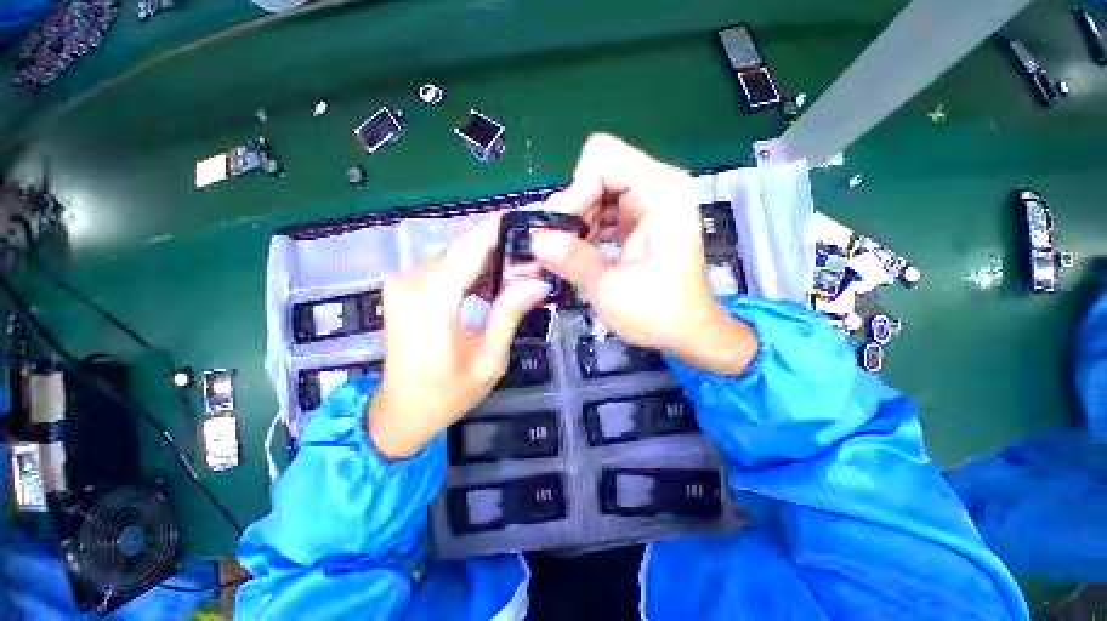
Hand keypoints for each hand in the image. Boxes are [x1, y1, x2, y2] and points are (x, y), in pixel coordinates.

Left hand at [368, 218, 550, 458]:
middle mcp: (411, 283)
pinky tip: (494, 282)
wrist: (400, 412)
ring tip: (522, 269)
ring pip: (456, 257)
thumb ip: (509, 315)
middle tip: (536, 254)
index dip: (498, 229)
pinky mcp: (406, 288)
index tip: (529, 218)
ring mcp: (404, 284)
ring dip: (489, 259)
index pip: (468, 250)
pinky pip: (446, 269)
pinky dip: (472, 270)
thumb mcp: (488, 360)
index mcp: (430, 302)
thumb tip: (538, 281)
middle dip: (501, 247)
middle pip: (463, 250)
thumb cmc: (446, 395)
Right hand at [533, 134, 756, 374]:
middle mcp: (657, 187)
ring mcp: (650, 203)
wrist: (688, 331)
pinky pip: (603, 210)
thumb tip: (534, 239)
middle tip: (561, 248)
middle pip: (597, 173)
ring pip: (596, 192)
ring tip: (571, 255)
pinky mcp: (641, 220)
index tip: (563, 232)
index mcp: (661, 192)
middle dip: (575, 209)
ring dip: (579, 221)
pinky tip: (583, 254)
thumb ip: (572, 260)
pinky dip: (588, 229)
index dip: (577, 191)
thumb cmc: (659, 314)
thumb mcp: (610, 289)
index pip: (602, 158)